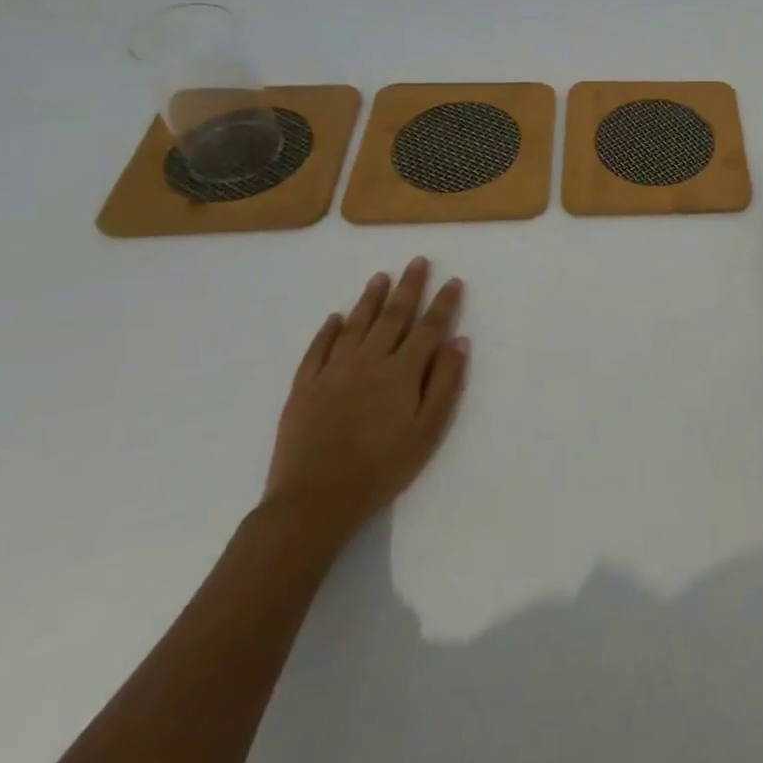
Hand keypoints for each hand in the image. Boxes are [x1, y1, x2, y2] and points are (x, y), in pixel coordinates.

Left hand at [262, 258, 469, 544]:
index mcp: (402, 372)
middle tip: (418, 261)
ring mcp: (333, 371)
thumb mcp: (427, 432)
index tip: (453, 281)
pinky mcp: (304, 387)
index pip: (428, 328)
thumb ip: (445, 384)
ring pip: (356, 325)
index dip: (443, 303)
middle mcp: (369, 361)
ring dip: (370, 299)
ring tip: (380, 277)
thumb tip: (458, 341)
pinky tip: (334, 318)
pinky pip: (317, 349)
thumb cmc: (381, 469)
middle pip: (393, 316)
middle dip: (409, 287)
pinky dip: (327, 331)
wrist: (314, 500)